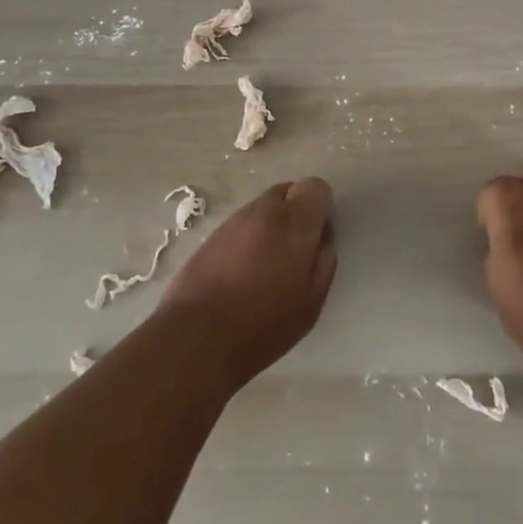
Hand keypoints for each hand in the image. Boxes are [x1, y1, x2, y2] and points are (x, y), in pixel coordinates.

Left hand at [159, 179, 336, 389]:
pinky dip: (250, 237)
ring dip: (272, 225)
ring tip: (266, 266)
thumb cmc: (264, 323)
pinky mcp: (212, 234)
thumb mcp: (311, 301)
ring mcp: (234, 220)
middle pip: (288, 191)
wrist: (198, 336)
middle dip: (296, 213)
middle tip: (294, 252)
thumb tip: (322, 240)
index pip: (316, 187)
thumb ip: (324, 261)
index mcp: (293, 221)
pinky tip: (243, 271)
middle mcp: (264, 210)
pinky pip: (242, 224)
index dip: (321, 209)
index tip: (317, 238)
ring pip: (263, 207)